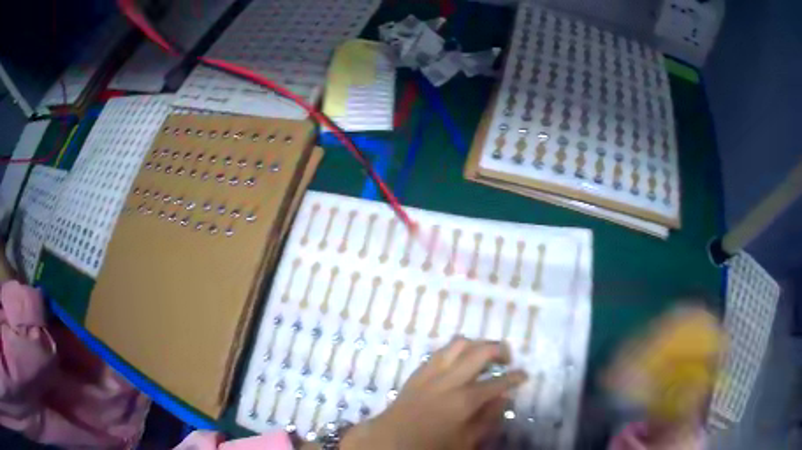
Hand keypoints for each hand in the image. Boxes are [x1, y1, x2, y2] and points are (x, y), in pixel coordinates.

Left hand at [343, 337, 527, 449]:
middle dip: (500, 349)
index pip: (499, 382)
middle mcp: (450, 379)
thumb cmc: (430, 445)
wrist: (389, 439)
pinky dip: (456, 350)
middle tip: (508, 359)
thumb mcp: (465, 441)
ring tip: (484, 355)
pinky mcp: (418, 371)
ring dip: (477, 344)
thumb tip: (503, 399)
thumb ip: (487, 419)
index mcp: (464, 400)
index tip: (524, 375)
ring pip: (459, 343)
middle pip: (480, 351)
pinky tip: (460, 361)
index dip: (516, 377)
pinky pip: (441, 351)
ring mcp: (432, 372)